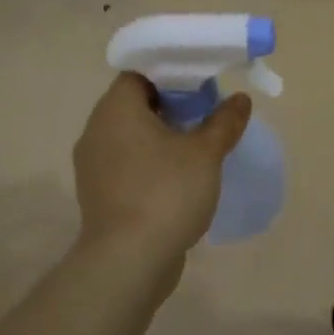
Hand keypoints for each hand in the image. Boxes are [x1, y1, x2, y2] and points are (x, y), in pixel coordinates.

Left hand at [72, 73, 251, 266]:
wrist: (129, 260)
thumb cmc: (166, 193)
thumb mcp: (205, 153)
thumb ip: (223, 122)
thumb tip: (240, 100)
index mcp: (116, 109)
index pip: (139, 74)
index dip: (171, 75)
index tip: (201, 87)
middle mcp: (96, 130)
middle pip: (134, 104)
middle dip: (171, 107)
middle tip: (206, 116)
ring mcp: (93, 165)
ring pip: (130, 137)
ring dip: (161, 138)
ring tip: (197, 147)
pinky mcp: (98, 194)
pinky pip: (126, 165)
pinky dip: (150, 164)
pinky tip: (178, 179)